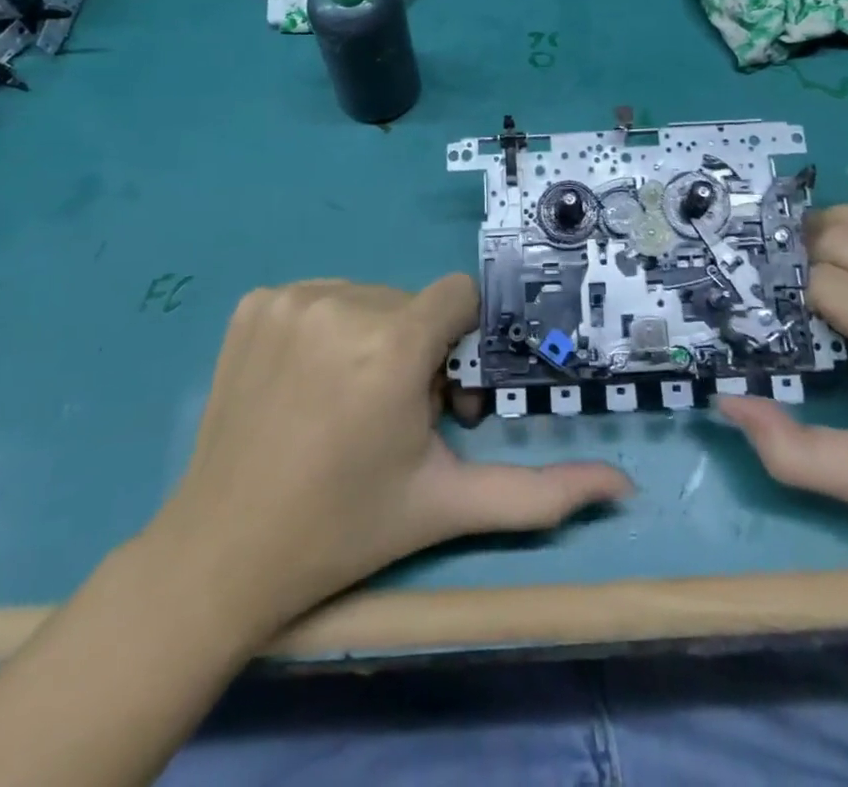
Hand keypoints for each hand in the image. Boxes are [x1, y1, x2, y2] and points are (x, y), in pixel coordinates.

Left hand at [144, 276, 630, 638]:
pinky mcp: (253, 304)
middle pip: (411, 302)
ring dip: (370, 335)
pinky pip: (317, 295)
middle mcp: (342, 304)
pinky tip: (302, 382)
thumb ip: (540, 493)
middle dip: (414, 346)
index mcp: (394, 346)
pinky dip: (322, 328)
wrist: (223, 552)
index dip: (457, 340)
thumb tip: (623, 486)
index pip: (458, 296)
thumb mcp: (448, 504)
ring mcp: (290, 299)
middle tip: (387, 413)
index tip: (436, 388)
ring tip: (344, 400)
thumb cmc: (346, 527)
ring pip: (366, 295)